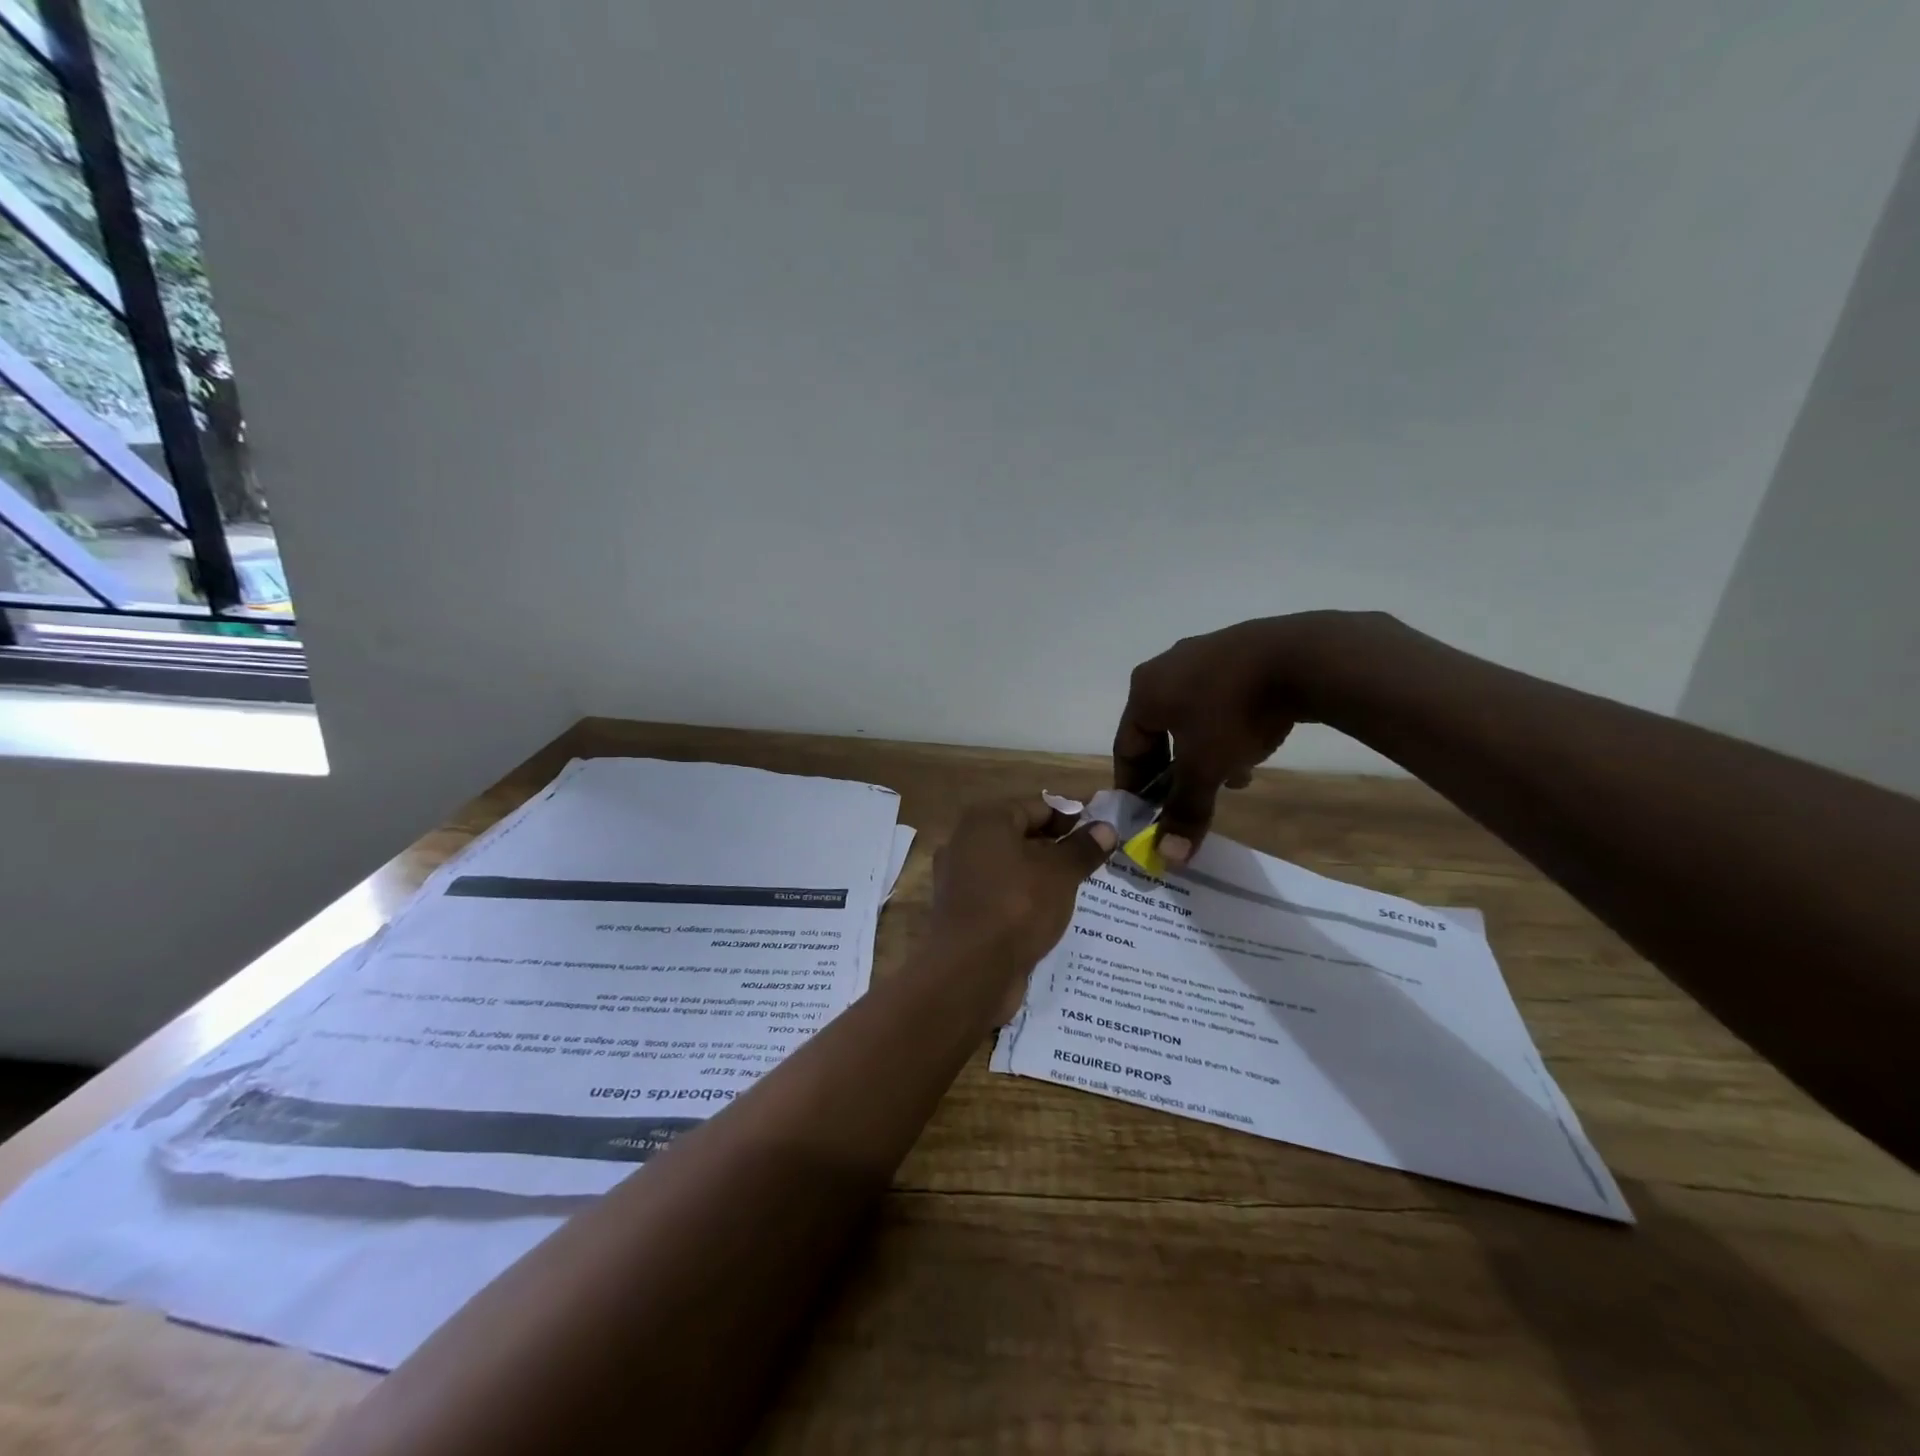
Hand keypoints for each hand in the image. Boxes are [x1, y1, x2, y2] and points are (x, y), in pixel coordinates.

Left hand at [930, 798, 1116, 1023]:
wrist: (969, 971)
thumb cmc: (1016, 906)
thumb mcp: (1060, 874)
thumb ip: (1083, 848)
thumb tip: (1106, 828)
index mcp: (986, 820)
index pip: (1038, 807)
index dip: (1072, 819)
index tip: (1101, 835)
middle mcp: (966, 842)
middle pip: (1022, 836)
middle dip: (1057, 849)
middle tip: (1094, 864)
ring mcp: (960, 878)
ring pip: (1011, 868)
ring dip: (1042, 877)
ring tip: (1079, 890)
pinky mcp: (962, 911)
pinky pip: (1001, 895)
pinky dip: (1024, 900)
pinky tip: (1050, 915)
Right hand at [1114, 611, 1403, 862]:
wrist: (1301, 657)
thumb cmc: (1233, 714)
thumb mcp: (1205, 769)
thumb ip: (1184, 811)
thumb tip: (1167, 857)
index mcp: (1144, 692)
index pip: (1125, 747)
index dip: (1133, 786)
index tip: (1144, 815)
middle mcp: (1165, 669)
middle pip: (1157, 732)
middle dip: (1170, 771)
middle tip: (1182, 800)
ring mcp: (1203, 654)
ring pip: (1190, 717)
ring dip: (1200, 753)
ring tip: (1223, 781)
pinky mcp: (1238, 651)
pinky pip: (1219, 699)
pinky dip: (1225, 729)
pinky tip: (1250, 750)